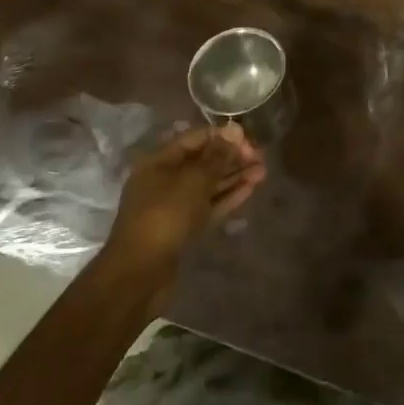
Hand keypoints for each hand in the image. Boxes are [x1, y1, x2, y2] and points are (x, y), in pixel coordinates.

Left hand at [106, 123, 264, 286]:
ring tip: (263, 171)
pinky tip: (250, 188)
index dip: (222, 136)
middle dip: (232, 157)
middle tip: (261, 156)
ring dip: (234, 177)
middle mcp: (165, 180)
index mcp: (159, 162)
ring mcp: (174, 206)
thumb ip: (216, 156)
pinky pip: (209, 206)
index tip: (249, 139)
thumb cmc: (164, 215)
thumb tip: (234, 131)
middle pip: (203, 162)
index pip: (195, 139)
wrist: (140, 273)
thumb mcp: (193, 180)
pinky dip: (228, 196)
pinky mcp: (184, 228)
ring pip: (208, 185)